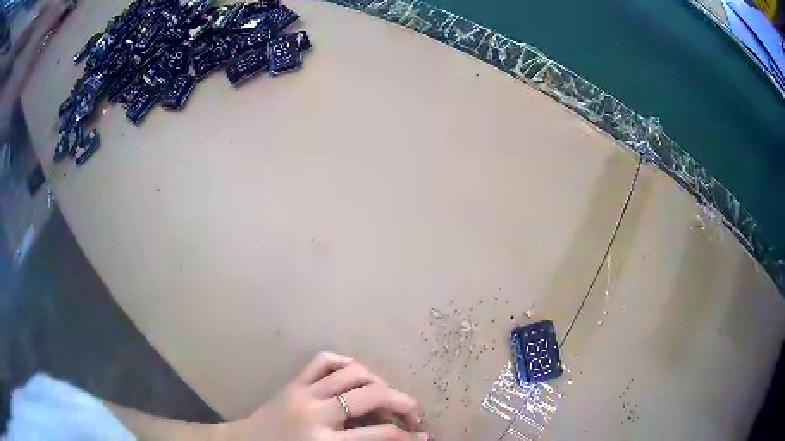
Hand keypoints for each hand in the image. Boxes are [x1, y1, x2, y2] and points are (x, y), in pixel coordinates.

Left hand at [221, 352, 428, 440]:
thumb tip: (393, 440)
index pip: (380, 435)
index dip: (408, 437)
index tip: (423, 437)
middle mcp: (316, 413)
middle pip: (371, 396)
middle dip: (401, 403)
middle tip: (412, 414)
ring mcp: (303, 392)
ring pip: (351, 373)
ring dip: (378, 382)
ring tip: (387, 395)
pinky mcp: (293, 382)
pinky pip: (323, 360)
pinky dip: (345, 362)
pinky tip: (356, 374)